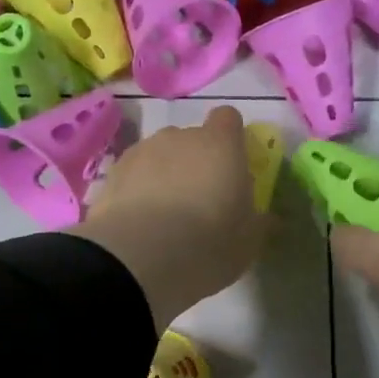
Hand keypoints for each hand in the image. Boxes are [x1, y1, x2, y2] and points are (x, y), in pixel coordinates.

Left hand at [73, 106, 264, 331]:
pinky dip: (135, 193)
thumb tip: (268, 218)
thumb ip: (258, 222)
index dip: (231, 139)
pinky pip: (131, 178)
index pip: (228, 119)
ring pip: (157, 157)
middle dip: (194, 162)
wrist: (140, 258)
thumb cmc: (209, 243)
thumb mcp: (249, 242)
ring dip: (162, 176)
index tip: (232, 167)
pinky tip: (137, 225)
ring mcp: (140, 153)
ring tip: (162, 217)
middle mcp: (178, 137)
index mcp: (220, 144)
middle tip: (199, 202)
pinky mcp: (109, 176)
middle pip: (190, 139)